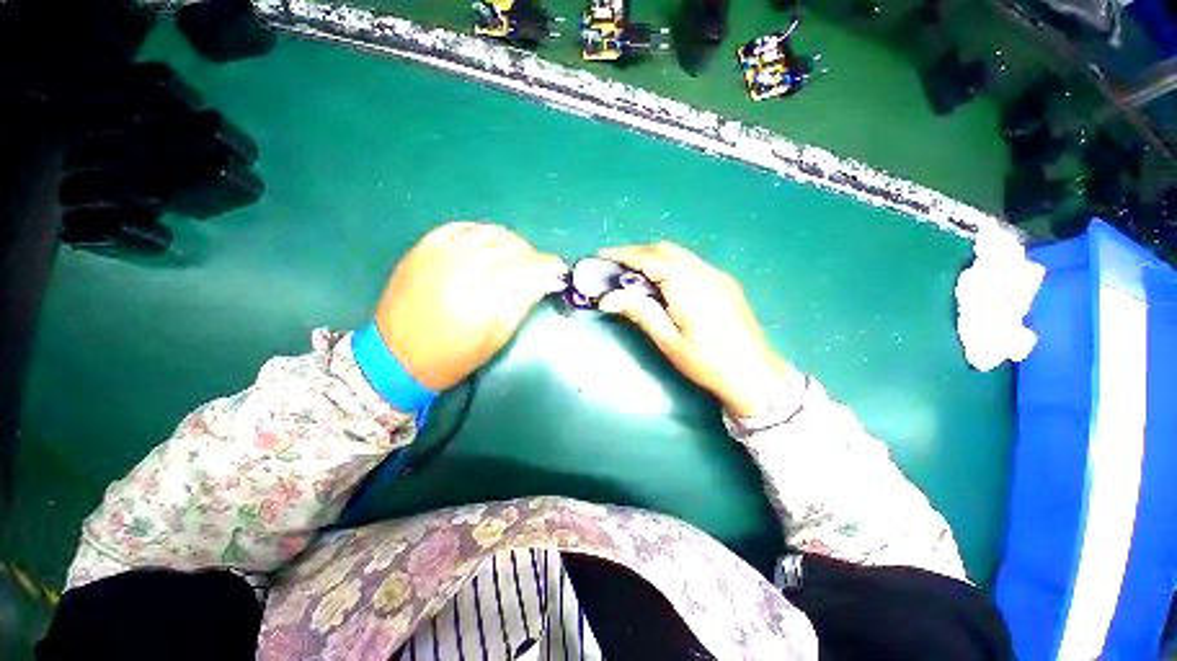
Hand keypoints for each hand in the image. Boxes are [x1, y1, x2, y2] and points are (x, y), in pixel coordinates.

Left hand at [374, 223, 567, 390]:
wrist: (398, 357)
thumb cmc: (455, 355)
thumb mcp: (498, 335)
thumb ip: (523, 302)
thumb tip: (545, 281)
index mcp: (488, 293)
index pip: (531, 267)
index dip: (551, 266)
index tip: (559, 272)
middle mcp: (467, 264)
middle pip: (514, 246)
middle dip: (533, 257)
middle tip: (537, 270)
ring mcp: (442, 252)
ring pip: (490, 231)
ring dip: (510, 242)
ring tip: (514, 257)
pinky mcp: (423, 248)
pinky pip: (460, 226)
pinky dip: (480, 232)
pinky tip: (485, 244)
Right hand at [598, 242, 790, 416]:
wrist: (754, 375)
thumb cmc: (706, 362)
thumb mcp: (668, 340)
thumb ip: (639, 312)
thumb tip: (607, 298)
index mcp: (687, 284)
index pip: (648, 259)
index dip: (623, 255)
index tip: (602, 256)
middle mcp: (703, 271)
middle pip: (664, 250)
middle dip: (636, 253)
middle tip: (614, 265)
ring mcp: (717, 275)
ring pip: (678, 255)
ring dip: (653, 257)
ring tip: (633, 273)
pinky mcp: (725, 283)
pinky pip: (691, 263)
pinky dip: (670, 265)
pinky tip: (662, 282)